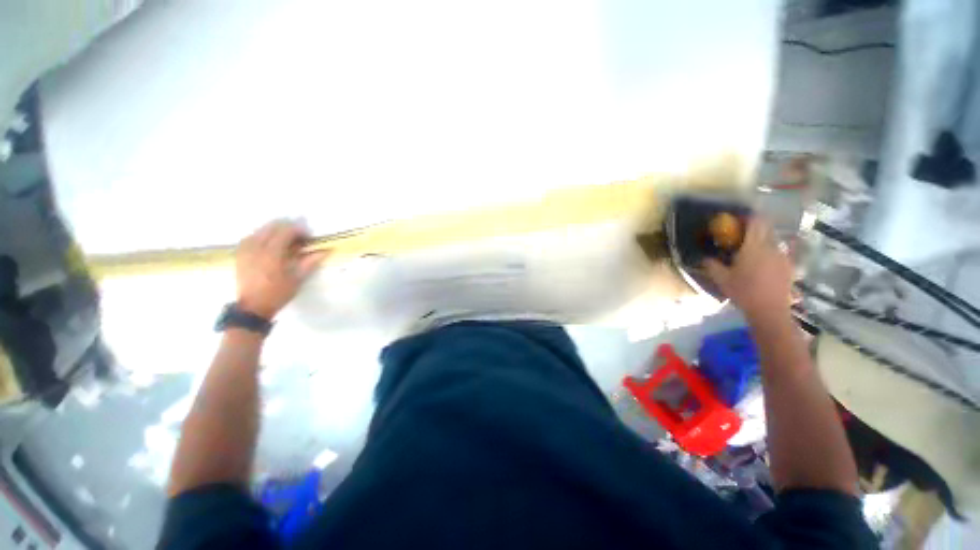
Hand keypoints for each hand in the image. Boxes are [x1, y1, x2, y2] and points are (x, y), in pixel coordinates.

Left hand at [235, 220, 328, 318]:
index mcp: (272, 253)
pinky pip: (252, 236)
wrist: (253, 307)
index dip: (299, 230)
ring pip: (261, 229)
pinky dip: (264, 235)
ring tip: (287, 239)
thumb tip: (325, 251)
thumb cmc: (278, 293)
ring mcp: (246, 249)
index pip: (286, 231)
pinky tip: (271, 242)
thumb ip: (310, 261)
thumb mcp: (297, 279)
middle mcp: (257, 247)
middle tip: (300, 236)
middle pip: (272, 226)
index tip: (309, 236)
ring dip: (276, 230)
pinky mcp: (240, 253)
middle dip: (288, 227)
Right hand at [703, 218, 792, 320]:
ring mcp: (782, 256)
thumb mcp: (721, 279)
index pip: (755, 222)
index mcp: (754, 247)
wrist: (770, 310)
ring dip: (762, 240)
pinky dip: (769, 252)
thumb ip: (711, 265)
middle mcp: (771, 247)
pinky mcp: (788, 266)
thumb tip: (704, 257)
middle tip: (741, 234)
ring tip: (751, 250)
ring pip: (772, 240)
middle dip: (754, 227)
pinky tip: (761, 263)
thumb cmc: (743, 292)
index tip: (737, 218)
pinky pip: (778, 252)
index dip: (747, 217)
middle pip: (766, 228)